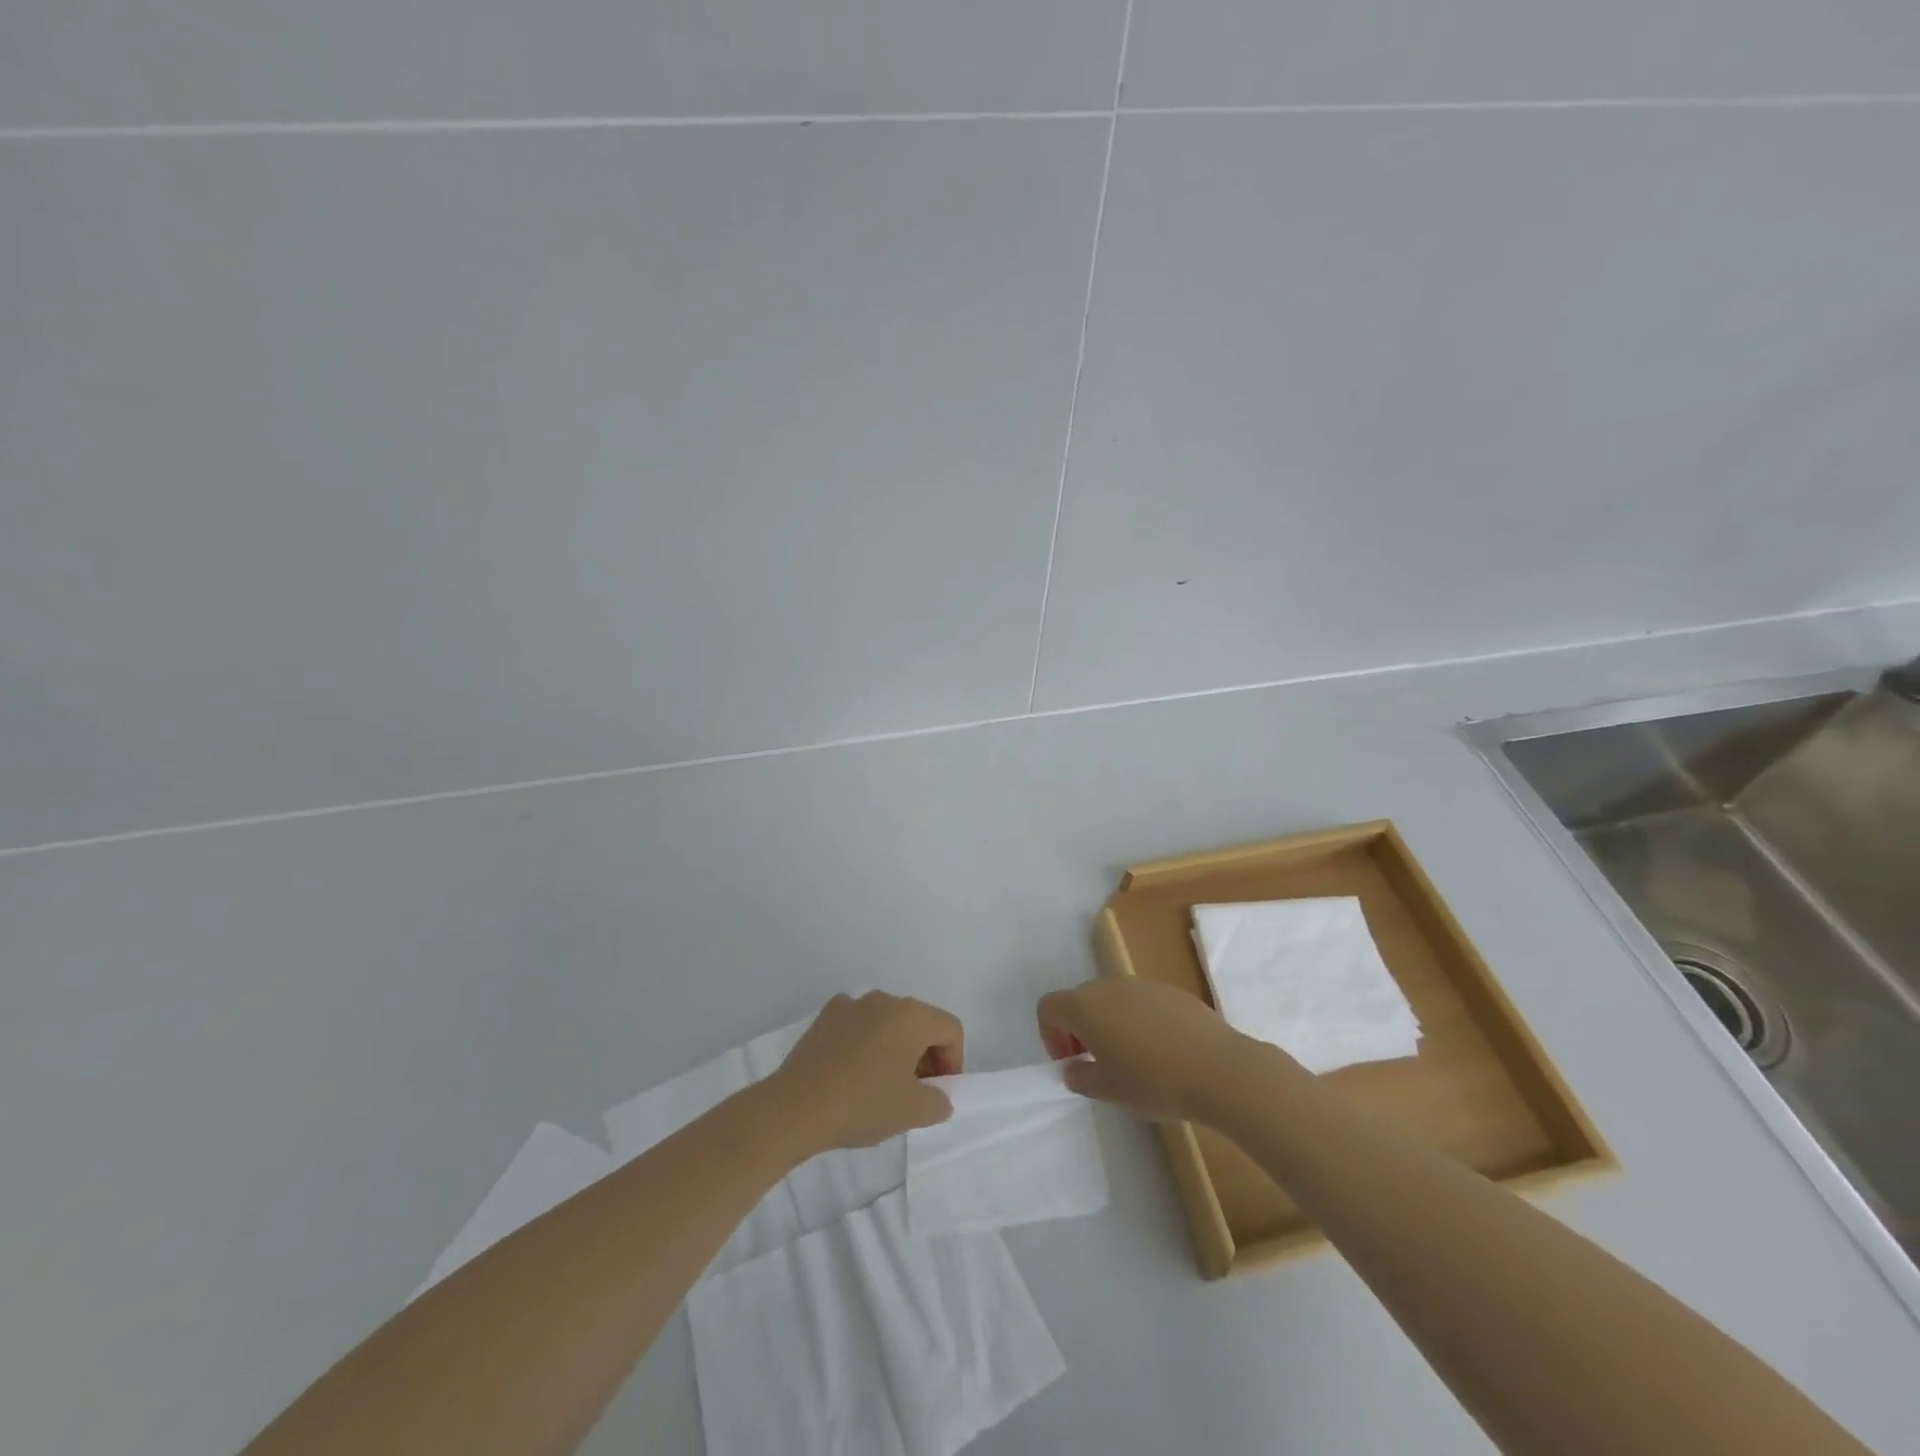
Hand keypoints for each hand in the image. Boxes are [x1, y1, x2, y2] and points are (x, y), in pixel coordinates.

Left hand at [771, 992, 963, 1151]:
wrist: (796, 1107)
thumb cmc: (863, 1104)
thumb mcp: (912, 1112)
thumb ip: (938, 1102)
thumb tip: (938, 1097)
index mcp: (912, 1015)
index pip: (950, 1029)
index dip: (953, 1062)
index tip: (939, 1093)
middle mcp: (884, 999)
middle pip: (919, 1023)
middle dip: (925, 1055)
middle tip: (915, 1093)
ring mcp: (852, 1004)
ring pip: (887, 1023)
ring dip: (894, 1049)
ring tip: (881, 1086)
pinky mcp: (825, 1016)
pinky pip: (858, 1025)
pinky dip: (864, 1044)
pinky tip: (851, 1074)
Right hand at [1038, 978, 1250, 1122]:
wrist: (1220, 1069)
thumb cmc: (1155, 1081)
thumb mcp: (1109, 1090)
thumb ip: (1081, 1077)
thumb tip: (1075, 1068)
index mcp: (1086, 1006)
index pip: (1049, 1006)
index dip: (1050, 1035)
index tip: (1073, 1062)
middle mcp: (1109, 985)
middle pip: (1080, 1000)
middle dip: (1079, 1030)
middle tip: (1097, 1065)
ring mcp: (1143, 984)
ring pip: (1112, 999)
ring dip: (1109, 1024)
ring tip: (1132, 1060)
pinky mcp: (1171, 991)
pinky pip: (1141, 1002)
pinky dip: (1139, 1021)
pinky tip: (1162, 1052)